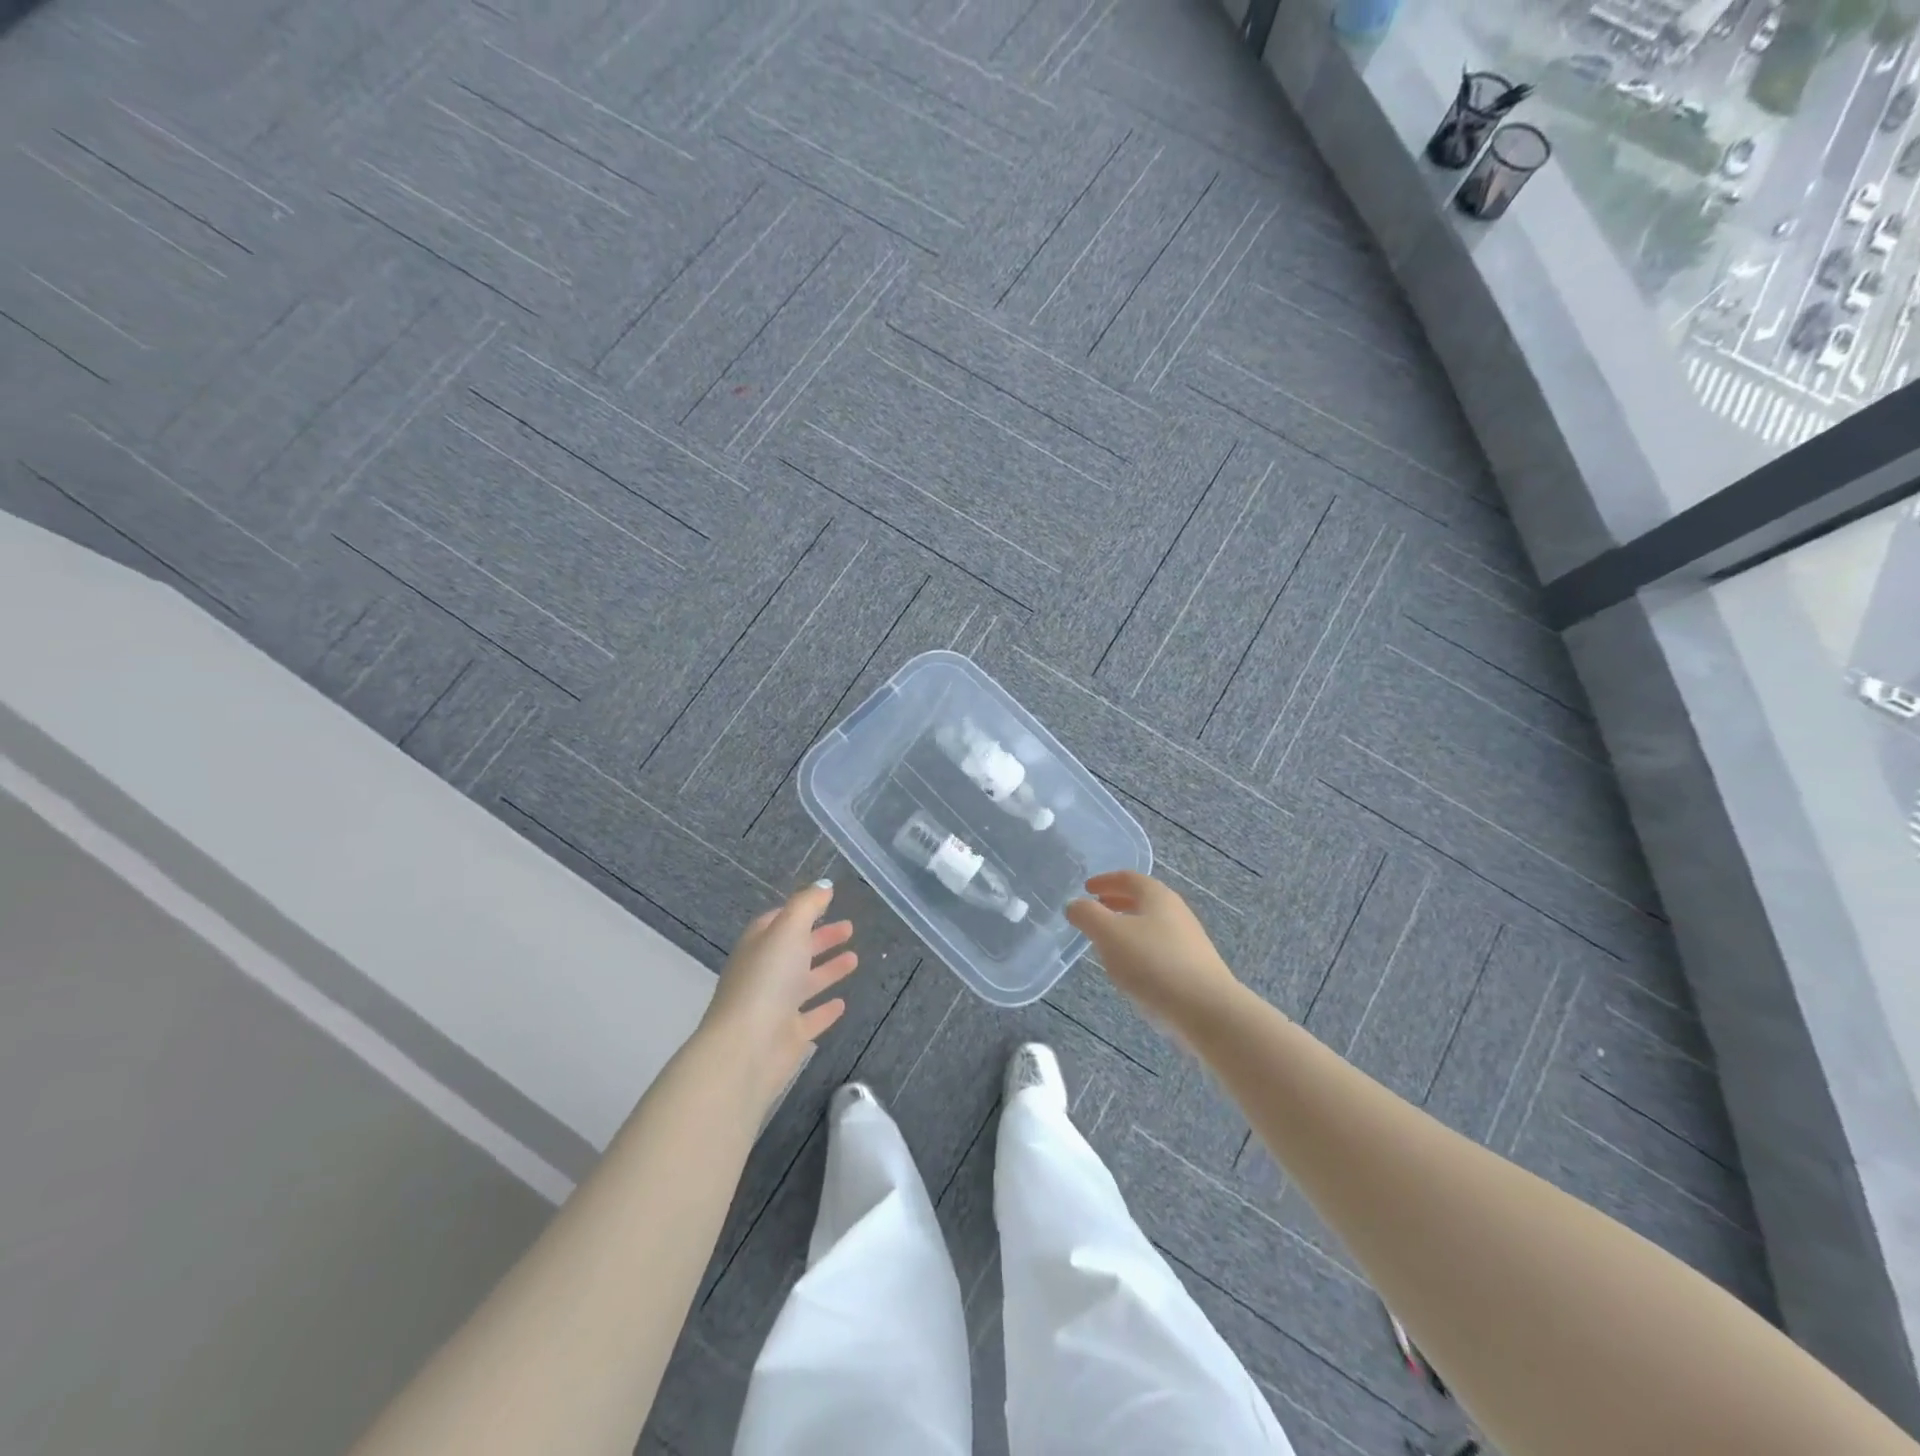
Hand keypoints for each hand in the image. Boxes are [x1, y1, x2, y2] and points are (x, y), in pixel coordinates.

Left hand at [700, 881, 859, 1107]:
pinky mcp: (788, 1036)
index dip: (799, 912)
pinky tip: (842, 1003)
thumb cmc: (766, 981)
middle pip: (795, 950)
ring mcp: (775, 1007)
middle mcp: (765, 974)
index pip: (777, 922)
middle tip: (850, 928)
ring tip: (855, 958)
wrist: (746, 1049)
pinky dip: (825, 1010)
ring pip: (804, 983)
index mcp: (759, 946)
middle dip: (820, 938)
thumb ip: (807, 905)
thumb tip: (824, 885)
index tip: (824, 904)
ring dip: (828, 970)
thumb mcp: (787, 930)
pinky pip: (810, 1018)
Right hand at [1066, 872, 1240, 1034]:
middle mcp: (1177, 912)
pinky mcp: (1194, 968)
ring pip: (1152, 925)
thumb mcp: (1109, 935)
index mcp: (1157, 896)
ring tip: (1108, 942)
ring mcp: (1189, 941)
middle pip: (1144, 900)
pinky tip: (1132, 970)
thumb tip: (1075, 904)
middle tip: (1096, 909)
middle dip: (1117, 902)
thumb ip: (1087, 915)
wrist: (1207, 1010)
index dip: (1106, 880)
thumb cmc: (1153, 963)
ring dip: (1129, 927)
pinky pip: (1161, 949)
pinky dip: (1141, 949)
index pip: (1129, 878)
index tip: (1087, 888)